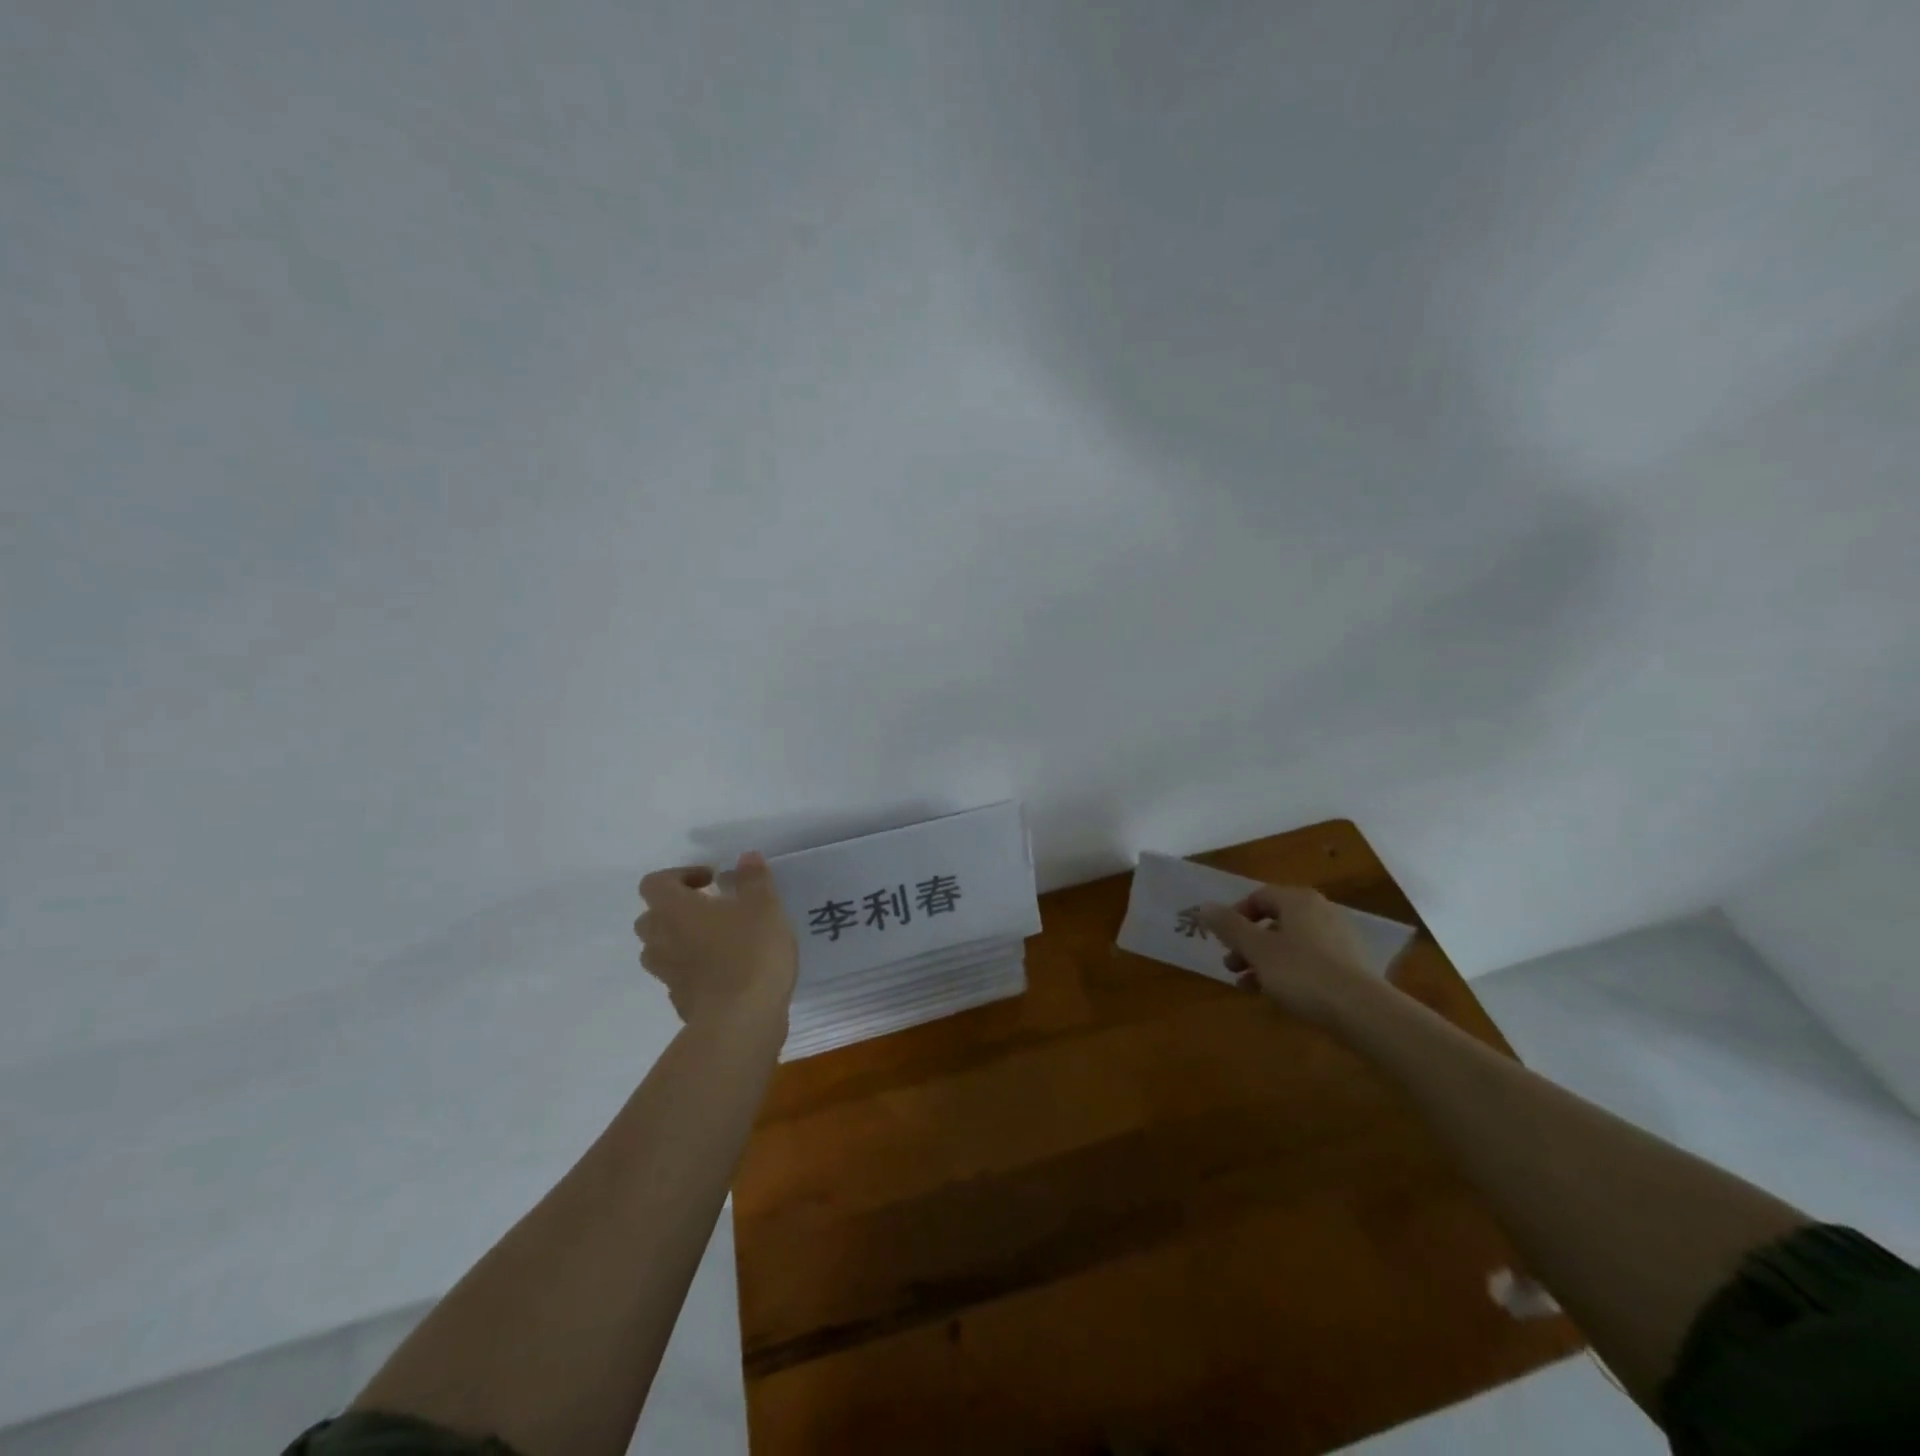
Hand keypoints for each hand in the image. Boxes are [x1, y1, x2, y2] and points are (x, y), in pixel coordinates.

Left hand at [634, 852, 797, 1025]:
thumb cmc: (750, 951)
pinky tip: (726, 972)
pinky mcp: (680, 1003)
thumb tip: (745, 858)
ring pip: (661, 950)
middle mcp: (661, 941)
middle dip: (677, 910)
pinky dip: (694, 971)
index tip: (711, 880)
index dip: (679, 876)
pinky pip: (679, 978)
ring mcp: (667, 976)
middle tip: (711, 909)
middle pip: (651, 918)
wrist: (741, 1021)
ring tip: (718, 940)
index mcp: (674, 910)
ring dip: (681, 941)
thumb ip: (753, 879)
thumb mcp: (764, 905)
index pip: (655, 883)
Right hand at [1197, 885, 1377, 1028]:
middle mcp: (1321, 911)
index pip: (1259, 897)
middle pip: (1275, 922)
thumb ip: (1229, 927)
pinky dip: (1290, 973)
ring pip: (1291, 944)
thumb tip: (1205, 906)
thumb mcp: (1257, 949)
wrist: (1364, 1012)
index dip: (1236, 917)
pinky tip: (1280, 996)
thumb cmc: (1302, 973)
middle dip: (1248, 944)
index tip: (1223, 941)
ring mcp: (1340, 939)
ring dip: (1265, 962)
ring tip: (1249, 987)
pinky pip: (1311, 962)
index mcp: (1298, 901)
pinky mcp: (1352, 966)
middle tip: (1231, 967)